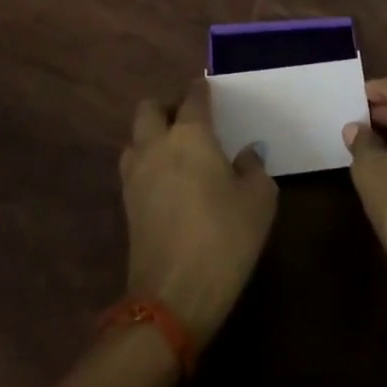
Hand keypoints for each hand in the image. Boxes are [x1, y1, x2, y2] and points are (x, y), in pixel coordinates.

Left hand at [119, 77, 277, 346]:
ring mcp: (136, 176)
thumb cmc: (224, 238)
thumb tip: (246, 153)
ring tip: (175, 151)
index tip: (210, 90)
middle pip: (149, 108)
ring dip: (150, 136)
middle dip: (167, 106)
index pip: (192, 96)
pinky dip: (147, 164)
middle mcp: (156, 145)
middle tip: (189, 120)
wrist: (173, 297)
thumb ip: (254, 167)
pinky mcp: (127, 206)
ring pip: (135, 138)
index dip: (202, 89)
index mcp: (190, 134)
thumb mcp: (259, 200)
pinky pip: (133, 168)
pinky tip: (167, 181)